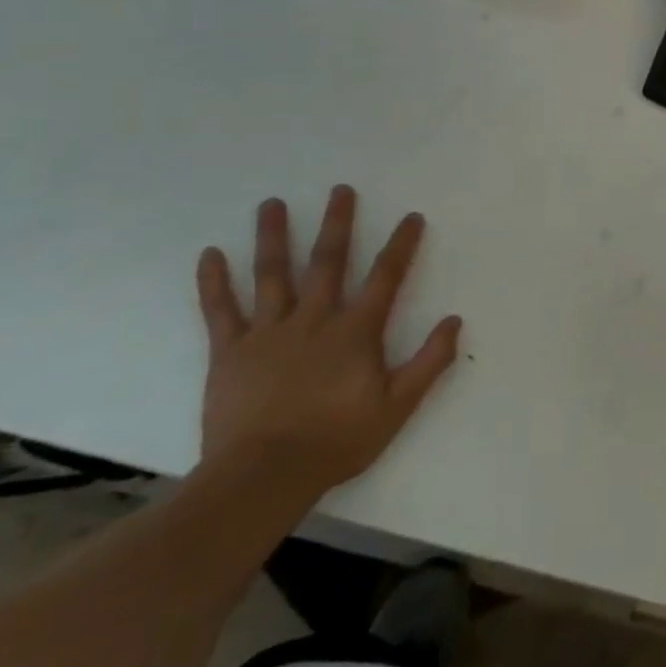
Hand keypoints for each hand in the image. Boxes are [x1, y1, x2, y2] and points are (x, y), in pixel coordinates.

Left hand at [194, 186, 462, 496]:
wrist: (262, 476)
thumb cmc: (337, 440)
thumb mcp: (398, 405)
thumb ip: (430, 361)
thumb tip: (454, 321)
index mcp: (355, 331)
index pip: (386, 277)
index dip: (401, 245)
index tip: (411, 217)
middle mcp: (314, 319)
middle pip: (327, 261)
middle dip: (337, 223)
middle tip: (340, 190)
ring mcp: (268, 332)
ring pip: (272, 274)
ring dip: (273, 236)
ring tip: (272, 203)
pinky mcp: (229, 352)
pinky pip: (220, 310)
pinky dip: (214, 281)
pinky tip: (211, 253)